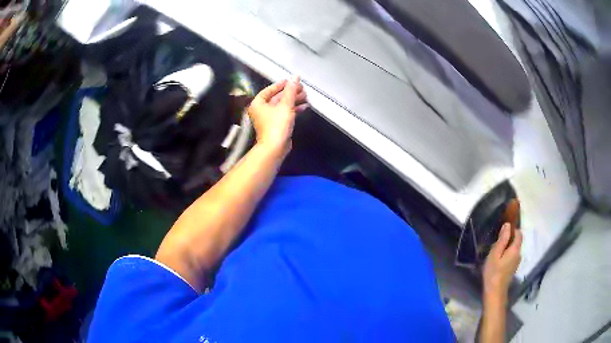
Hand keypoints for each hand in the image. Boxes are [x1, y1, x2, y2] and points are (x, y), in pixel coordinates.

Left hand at [247, 76, 307, 155]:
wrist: (275, 148)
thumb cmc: (277, 125)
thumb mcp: (286, 105)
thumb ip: (291, 90)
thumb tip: (295, 77)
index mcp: (258, 103)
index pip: (269, 90)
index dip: (280, 84)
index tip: (290, 81)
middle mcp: (261, 110)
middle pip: (277, 97)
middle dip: (290, 93)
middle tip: (302, 88)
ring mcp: (269, 119)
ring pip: (282, 106)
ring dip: (294, 101)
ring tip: (306, 96)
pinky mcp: (276, 126)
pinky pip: (285, 113)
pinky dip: (294, 110)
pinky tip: (304, 107)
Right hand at [483, 223, 522, 299]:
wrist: (495, 292)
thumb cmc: (493, 272)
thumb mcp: (495, 254)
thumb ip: (502, 239)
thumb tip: (507, 225)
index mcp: (515, 249)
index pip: (519, 233)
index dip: (513, 229)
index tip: (502, 231)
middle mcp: (519, 254)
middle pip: (516, 241)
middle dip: (508, 239)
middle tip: (495, 245)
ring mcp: (517, 262)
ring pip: (513, 249)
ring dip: (507, 248)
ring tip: (495, 254)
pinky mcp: (513, 269)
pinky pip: (512, 256)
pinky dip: (506, 255)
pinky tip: (498, 261)